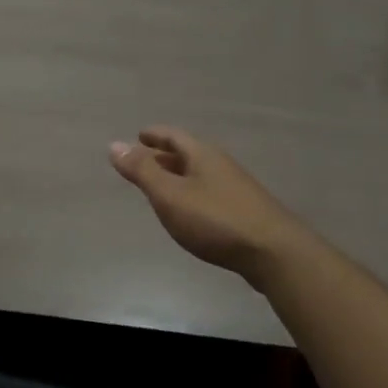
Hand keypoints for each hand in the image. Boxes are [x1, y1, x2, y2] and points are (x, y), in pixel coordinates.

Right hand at [109, 128, 308, 289]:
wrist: (273, 252)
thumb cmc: (215, 220)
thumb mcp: (170, 195)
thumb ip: (142, 171)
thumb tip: (114, 144)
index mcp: (202, 155)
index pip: (173, 136)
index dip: (154, 135)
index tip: (139, 135)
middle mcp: (220, 165)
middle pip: (187, 154)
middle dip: (164, 156)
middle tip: (143, 160)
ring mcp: (235, 188)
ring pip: (199, 174)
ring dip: (178, 176)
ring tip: (161, 186)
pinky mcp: (243, 211)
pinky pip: (209, 193)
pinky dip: (191, 194)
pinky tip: (189, 212)